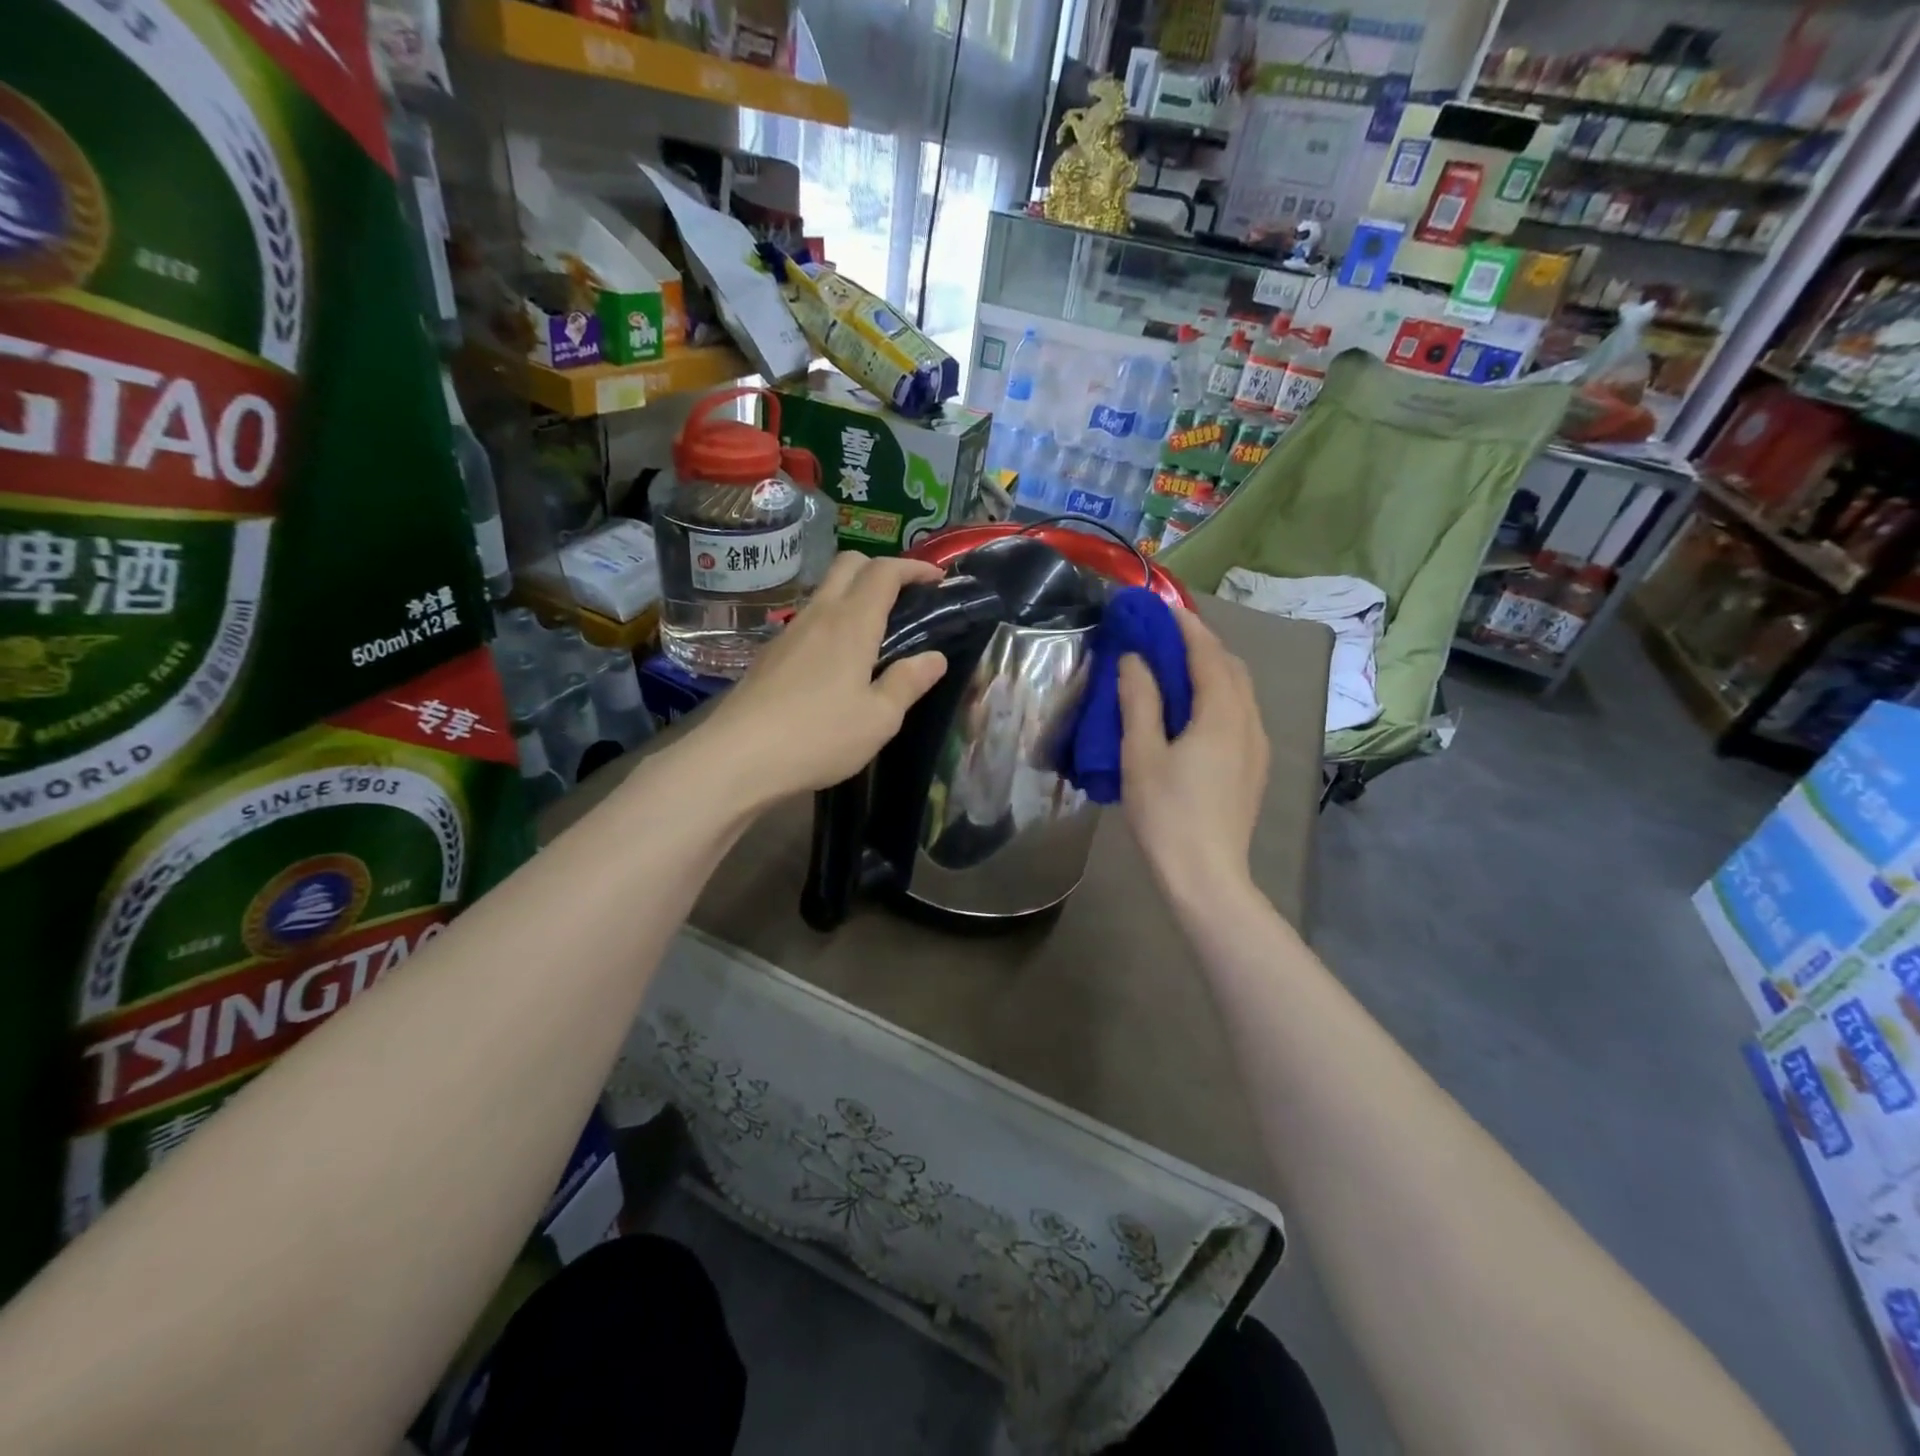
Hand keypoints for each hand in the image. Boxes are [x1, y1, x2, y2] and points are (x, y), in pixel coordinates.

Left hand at [689, 552, 949, 808]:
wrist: (737, 757)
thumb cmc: (818, 736)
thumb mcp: (879, 719)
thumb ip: (908, 683)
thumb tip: (934, 658)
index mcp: (851, 623)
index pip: (883, 572)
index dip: (913, 568)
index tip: (936, 579)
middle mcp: (818, 615)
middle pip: (848, 565)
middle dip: (880, 568)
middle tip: (904, 597)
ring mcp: (788, 633)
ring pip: (824, 592)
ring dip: (853, 595)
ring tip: (876, 632)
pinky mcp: (770, 655)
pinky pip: (808, 621)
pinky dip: (832, 622)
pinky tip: (838, 662)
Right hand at [1117, 607, 1267, 901]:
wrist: (1207, 876)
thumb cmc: (1167, 814)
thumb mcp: (1141, 755)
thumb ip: (1139, 700)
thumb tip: (1134, 659)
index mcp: (1222, 714)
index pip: (1208, 653)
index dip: (1186, 627)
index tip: (1162, 608)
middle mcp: (1250, 722)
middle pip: (1231, 668)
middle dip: (1202, 645)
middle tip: (1166, 637)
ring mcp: (1258, 747)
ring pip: (1240, 692)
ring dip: (1212, 670)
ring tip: (1177, 669)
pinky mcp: (1255, 768)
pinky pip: (1240, 714)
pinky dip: (1219, 696)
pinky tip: (1194, 712)